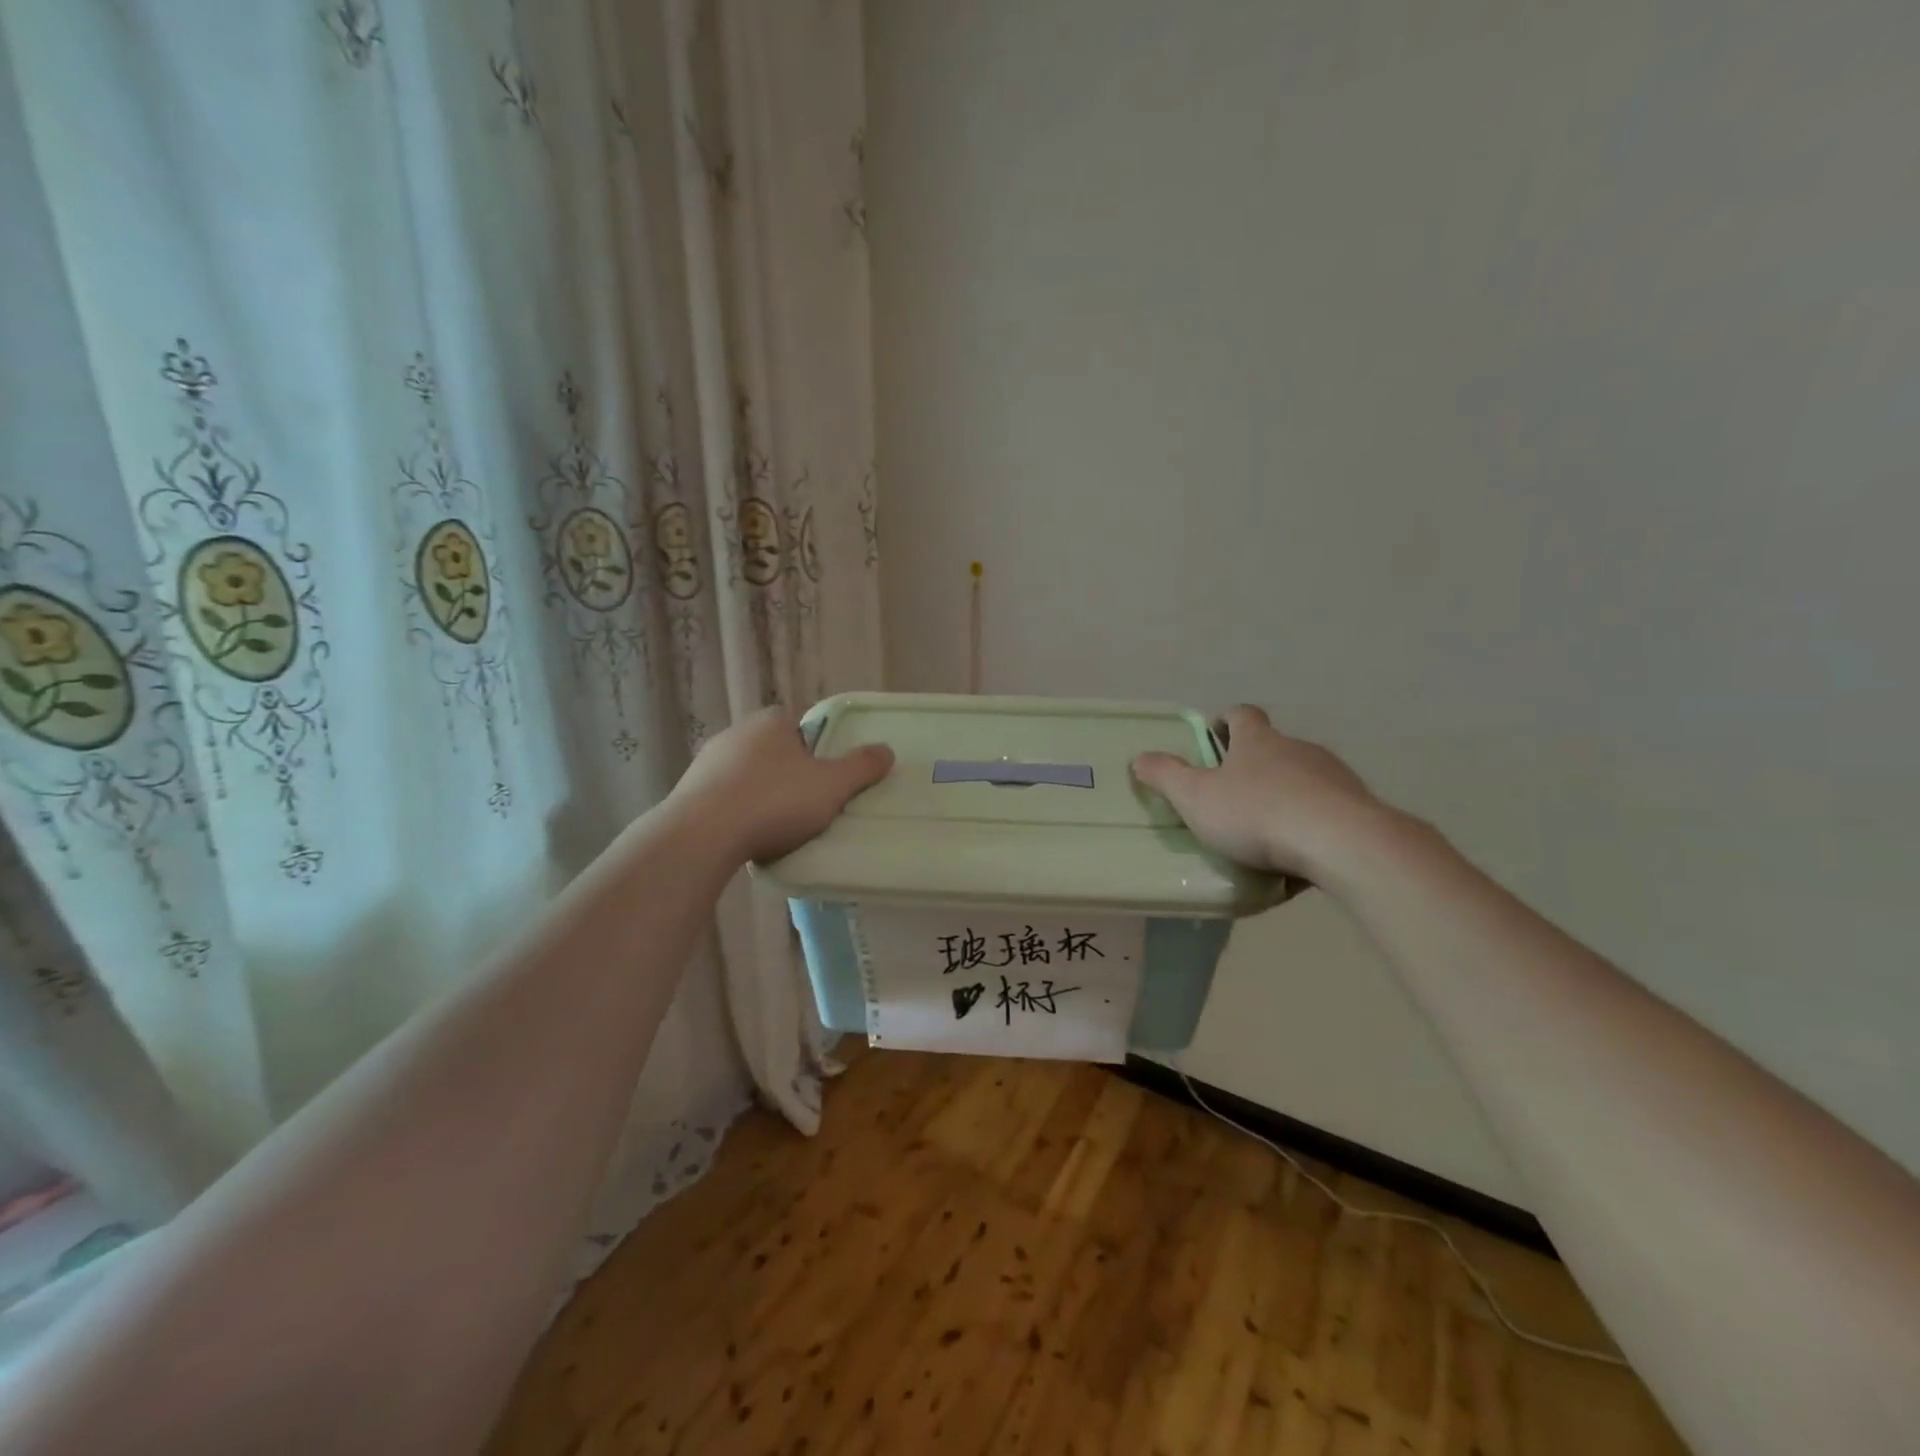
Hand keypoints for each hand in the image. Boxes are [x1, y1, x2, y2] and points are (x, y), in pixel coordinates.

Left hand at [669, 708, 894, 863]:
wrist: (703, 835)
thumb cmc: (775, 802)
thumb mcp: (832, 786)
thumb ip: (862, 767)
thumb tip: (887, 750)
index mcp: (771, 722)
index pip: (799, 728)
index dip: (815, 753)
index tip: (823, 782)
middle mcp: (735, 733)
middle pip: (773, 752)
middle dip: (788, 776)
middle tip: (805, 808)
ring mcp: (705, 762)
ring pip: (746, 776)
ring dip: (760, 796)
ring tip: (775, 829)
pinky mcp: (686, 792)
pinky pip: (723, 800)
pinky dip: (736, 814)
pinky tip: (745, 838)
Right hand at [1131, 705, 1387, 881]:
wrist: (1339, 843)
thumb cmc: (1256, 813)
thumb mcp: (1195, 797)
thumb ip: (1166, 776)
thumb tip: (1140, 757)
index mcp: (1258, 741)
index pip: (1242, 715)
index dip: (1227, 721)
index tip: (1215, 734)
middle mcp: (1298, 749)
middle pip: (1274, 747)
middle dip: (1255, 765)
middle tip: (1233, 793)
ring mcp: (1333, 777)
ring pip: (1304, 779)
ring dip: (1285, 795)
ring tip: (1267, 832)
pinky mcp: (1358, 808)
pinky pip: (1326, 812)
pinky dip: (1311, 826)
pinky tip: (1298, 856)